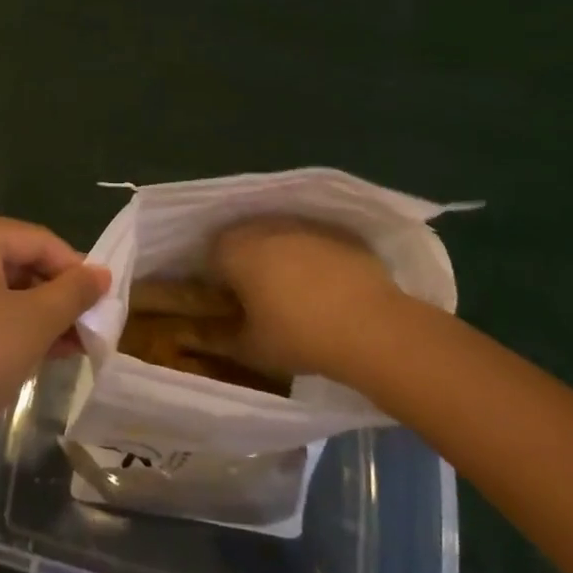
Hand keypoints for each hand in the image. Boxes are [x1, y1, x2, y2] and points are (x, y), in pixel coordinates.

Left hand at [0, 216, 109, 478]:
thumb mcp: (35, 323)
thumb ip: (74, 292)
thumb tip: (101, 274)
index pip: (35, 239)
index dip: (75, 267)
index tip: (102, 298)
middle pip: (13, 261)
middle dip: (54, 295)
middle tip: (87, 327)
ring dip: (33, 314)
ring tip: (68, 346)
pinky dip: (3, 324)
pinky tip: (31, 353)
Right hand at [207, 216, 401, 380]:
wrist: (372, 327)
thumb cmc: (299, 336)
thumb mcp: (250, 348)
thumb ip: (220, 337)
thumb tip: (201, 335)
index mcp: (234, 248)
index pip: (210, 255)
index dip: (216, 280)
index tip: (229, 304)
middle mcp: (263, 225)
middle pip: (243, 240)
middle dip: (246, 263)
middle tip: (258, 299)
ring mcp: (302, 224)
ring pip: (278, 237)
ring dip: (278, 257)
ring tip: (294, 293)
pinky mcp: (336, 231)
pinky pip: (311, 241)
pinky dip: (311, 257)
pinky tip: (325, 287)